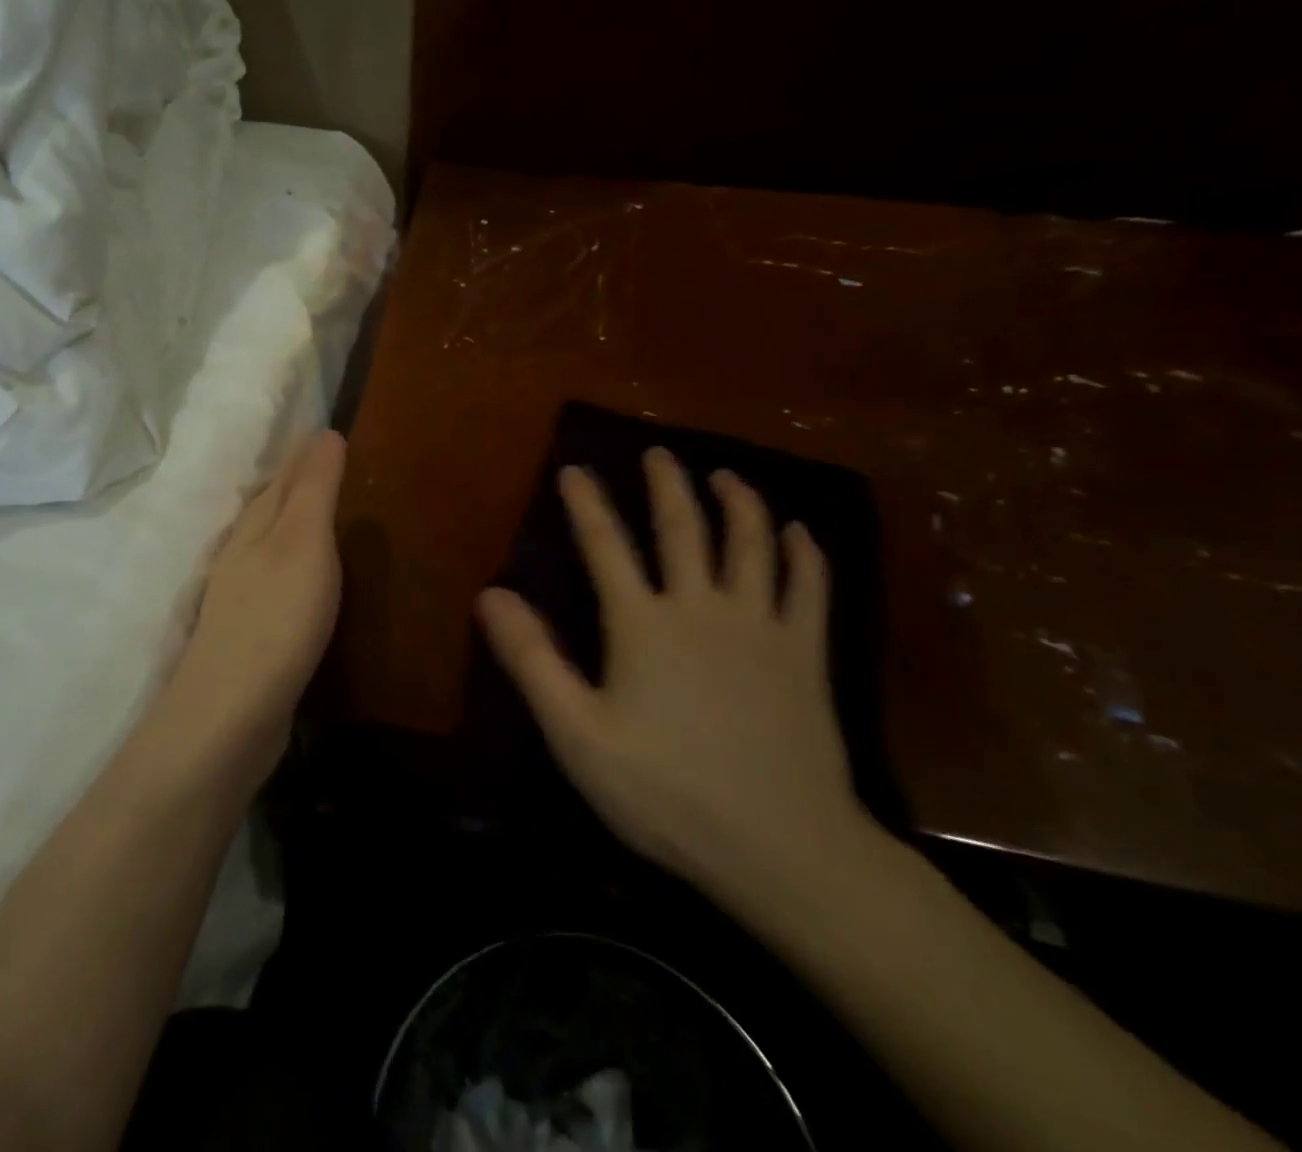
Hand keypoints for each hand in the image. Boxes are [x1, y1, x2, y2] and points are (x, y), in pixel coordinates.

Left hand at [163, 431, 346, 784]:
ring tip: (334, 514)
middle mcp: (243, 549)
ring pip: (275, 542)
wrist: (232, 711)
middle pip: (276, 504)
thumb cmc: (277, 617)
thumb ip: (315, 488)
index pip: (287, 474)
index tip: (336, 432)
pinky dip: (300, 565)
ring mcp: (244, 592)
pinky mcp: (253, 630)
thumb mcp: (304, 541)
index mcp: (256, 522)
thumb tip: (324, 431)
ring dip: (300, 524)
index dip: (310, 453)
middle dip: (304, 483)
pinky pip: (281, 579)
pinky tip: (314, 577)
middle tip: (343, 466)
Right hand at [476, 451, 872, 903]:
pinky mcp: (807, 656)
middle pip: (684, 528)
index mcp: (643, 625)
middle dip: (667, 485)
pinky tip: (802, 532)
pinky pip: (810, 589)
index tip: (574, 470)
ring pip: (752, 544)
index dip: (587, 505)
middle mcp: (702, 608)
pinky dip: (805, 554)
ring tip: (727, 475)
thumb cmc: (667, 793)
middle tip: (658, 452)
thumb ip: (532, 660)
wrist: (784, 850)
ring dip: (739, 503)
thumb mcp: (577, 734)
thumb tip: (491, 594)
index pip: (606, 547)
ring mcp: (762, 628)